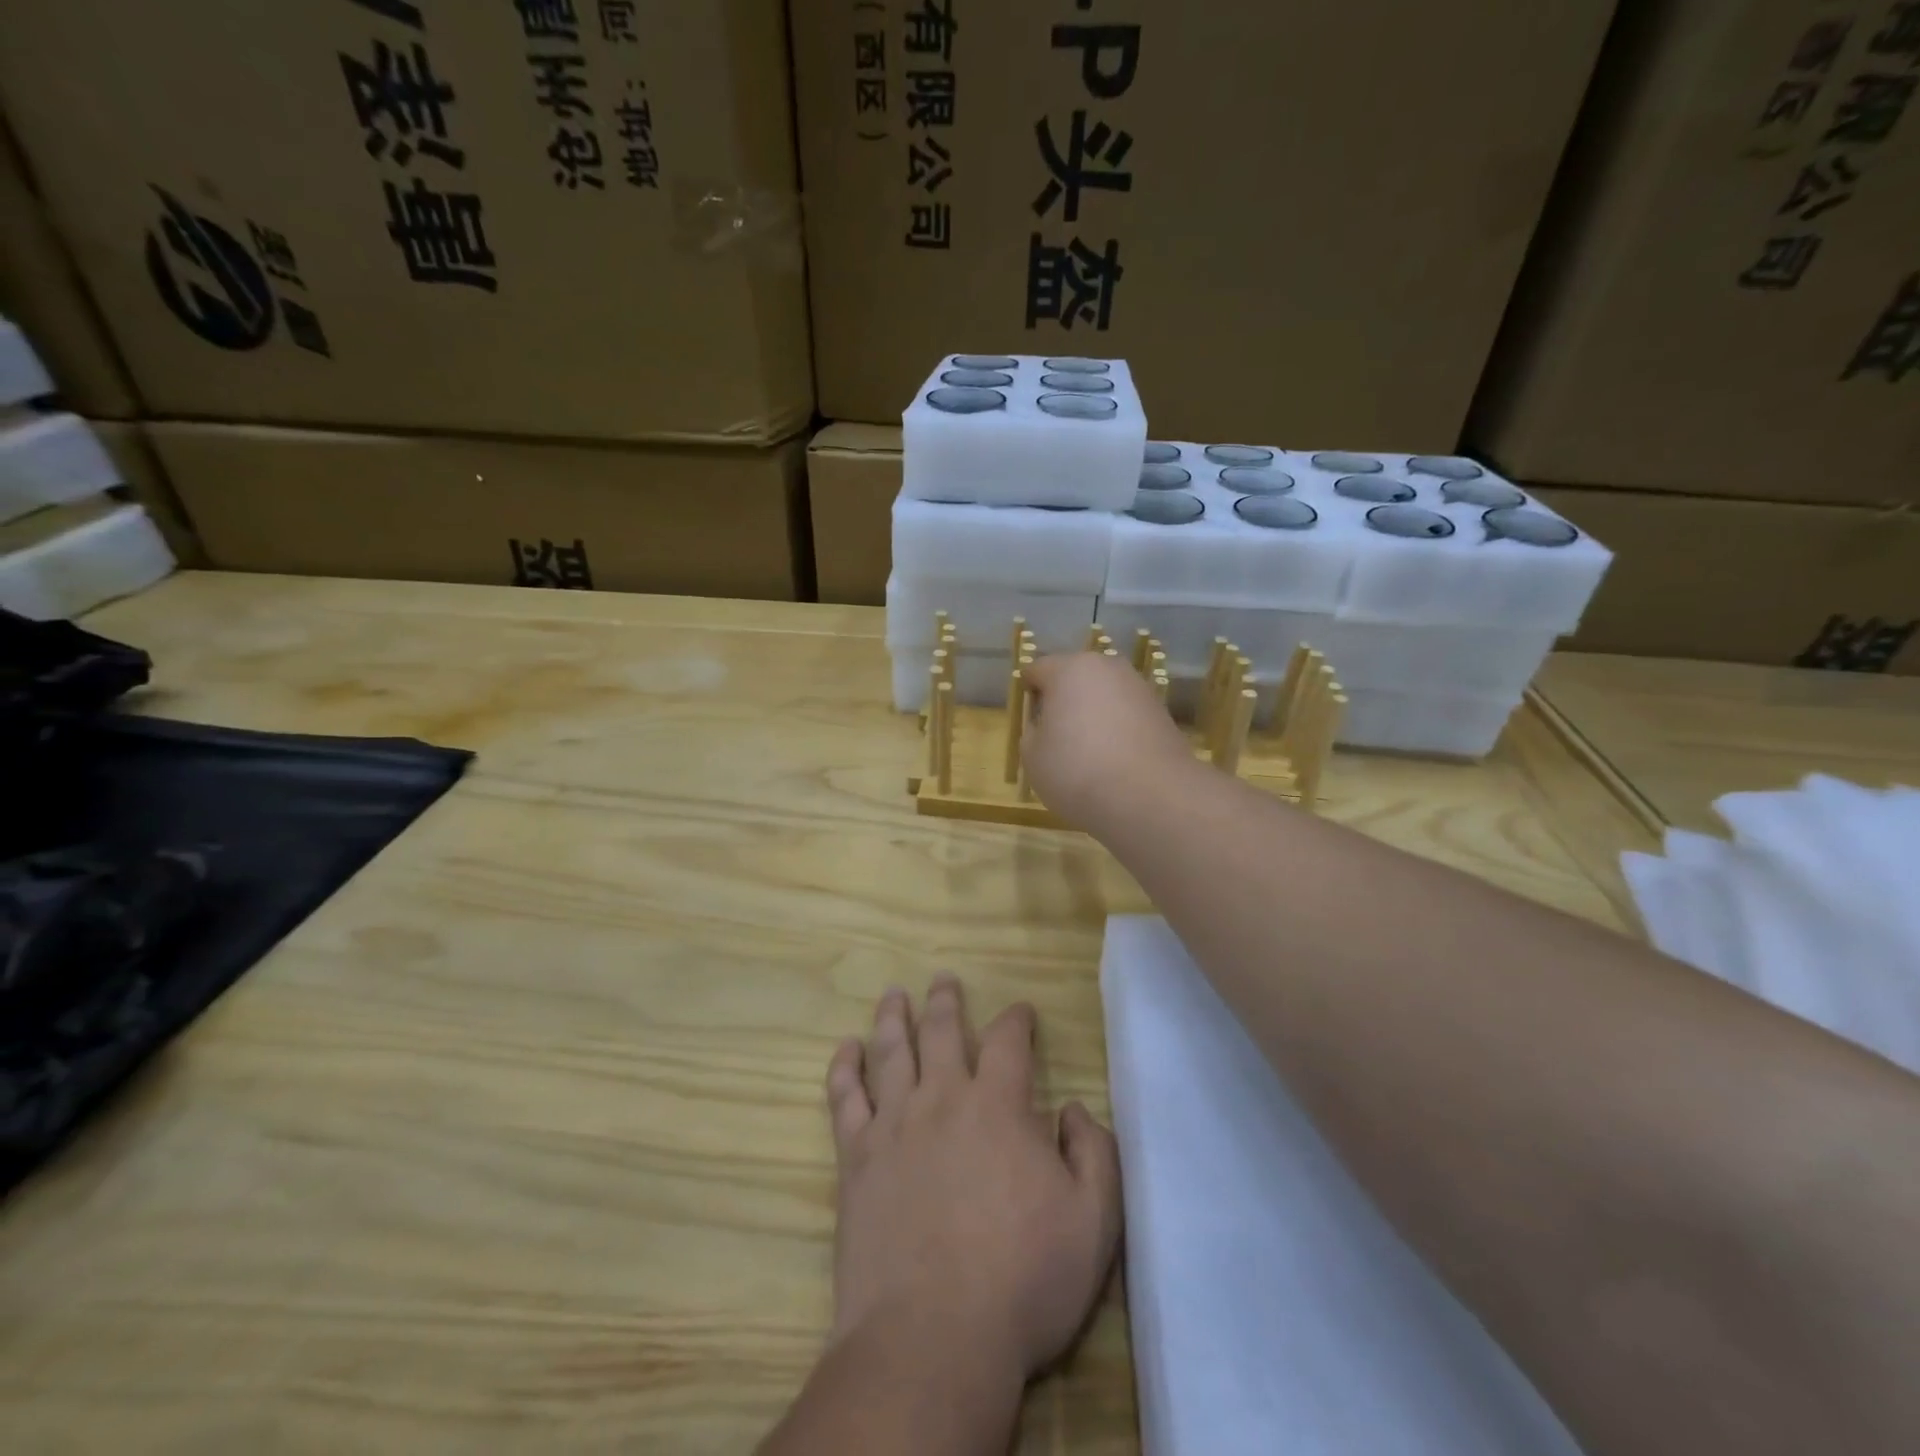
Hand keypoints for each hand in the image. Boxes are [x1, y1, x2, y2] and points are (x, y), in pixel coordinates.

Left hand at [824, 977, 1122, 1380]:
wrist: (934, 1338)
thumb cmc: (1023, 1280)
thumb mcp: (1094, 1222)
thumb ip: (1094, 1154)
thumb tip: (1073, 1109)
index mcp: (999, 1106)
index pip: (1009, 1041)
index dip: (1016, 1019)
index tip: (1020, 1011)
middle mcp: (943, 1098)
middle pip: (943, 1031)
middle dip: (946, 1001)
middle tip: (943, 979)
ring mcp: (894, 1125)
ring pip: (892, 1051)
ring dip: (894, 1017)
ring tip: (893, 994)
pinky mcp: (856, 1158)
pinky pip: (845, 1098)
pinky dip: (844, 1067)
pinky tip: (846, 1049)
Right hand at [1021, 652, 1195, 828]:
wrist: (1150, 796)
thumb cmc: (1077, 770)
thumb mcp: (1032, 756)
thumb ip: (1033, 732)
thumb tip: (1047, 727)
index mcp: (1069, 669)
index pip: (1037, 670)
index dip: (1029, 694)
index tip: (1029, 722)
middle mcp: (1107, 668)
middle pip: (1075, 678)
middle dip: (1064, 701)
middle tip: (1056, 737)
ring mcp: (1139, 688)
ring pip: (1104, 695)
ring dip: (1093, 715)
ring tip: (1088, 753)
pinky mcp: (1162, 712)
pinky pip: (1127, 715)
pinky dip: (1117, 730)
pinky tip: (1114, 761)